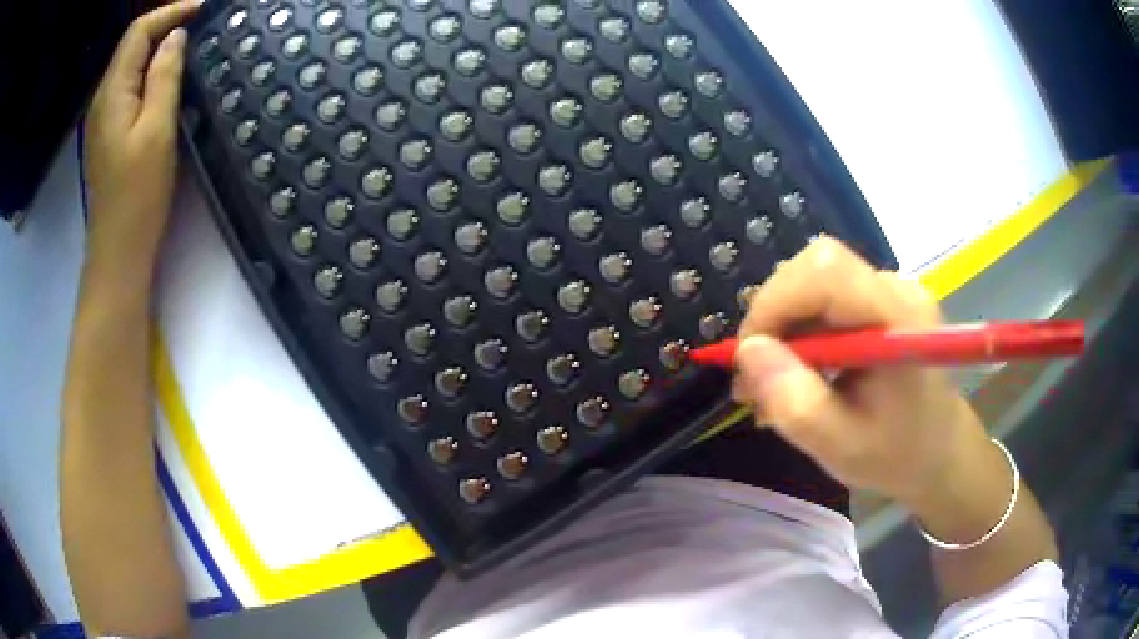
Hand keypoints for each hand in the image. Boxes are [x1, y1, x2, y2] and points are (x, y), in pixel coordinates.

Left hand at [83, 1, 199, 276]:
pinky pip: (130, 88)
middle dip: (166, 26)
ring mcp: (103, 118)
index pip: (138, 32)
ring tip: (191, 46)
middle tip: (202, 26)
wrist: (118, 252)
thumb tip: (175, 37)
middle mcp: (103, 99)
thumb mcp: (157, 130)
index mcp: (112, 93)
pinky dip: (151, 73)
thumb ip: (164, 76)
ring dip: (159, 48)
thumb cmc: (137, 195)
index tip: (203, 9)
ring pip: (131, 65)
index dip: (170, 12)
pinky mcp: (109, 134)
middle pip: (132, 45)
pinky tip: (169, 79)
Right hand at [732, 237, 987, 503]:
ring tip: (775, 379)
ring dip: (784, 324)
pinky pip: (828, 295)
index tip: (749, 357)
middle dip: (775, 314)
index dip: (776, 301)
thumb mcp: (840, 446)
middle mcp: (896, 288)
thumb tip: (748, 352)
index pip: (825, 271)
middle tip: (757, 372)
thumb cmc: (897, 455)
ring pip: (816, 280)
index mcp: (898, 318)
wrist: (941, 452)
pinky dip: (802, 328)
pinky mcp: (882, 298)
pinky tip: (801, 369)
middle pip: (816, 267)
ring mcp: (891, 289)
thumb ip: (793, 401)